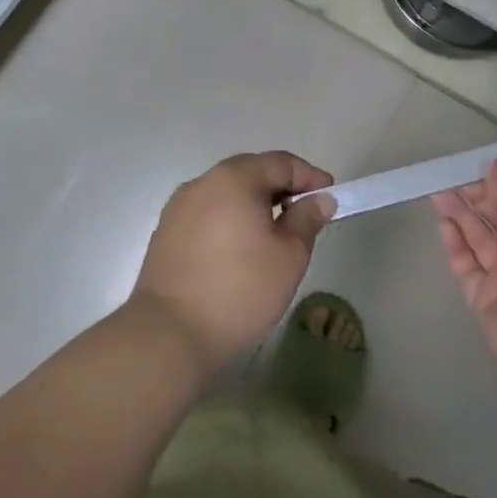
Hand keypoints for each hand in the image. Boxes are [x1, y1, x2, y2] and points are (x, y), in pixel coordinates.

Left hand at [131, 152, 335, 372]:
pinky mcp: (166, 233)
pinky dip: (230, 220)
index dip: (310, 176)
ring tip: (273, 233)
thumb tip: (320, 200)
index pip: (281, 163)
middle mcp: (203, 182)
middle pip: (251, 173)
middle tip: (304, 213)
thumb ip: (307, 220)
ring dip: (254, 204)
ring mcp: (179, 207)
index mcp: (235, 178)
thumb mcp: (289, 256)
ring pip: (227, 193)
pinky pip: (208, 213)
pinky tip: (240, 249)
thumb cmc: (240, 289)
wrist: (168, 334)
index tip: (330, 196)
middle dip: (281, 188)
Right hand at [433, 161, 496, 389]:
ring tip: (438, 193)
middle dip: (477, 196)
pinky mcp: (486, 301)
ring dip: (461, 215)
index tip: (481, 164)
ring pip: (479, 239)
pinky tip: (443, 223)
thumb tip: (492, 166)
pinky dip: (455, 245)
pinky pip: (467, 267)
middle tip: (451, 177)